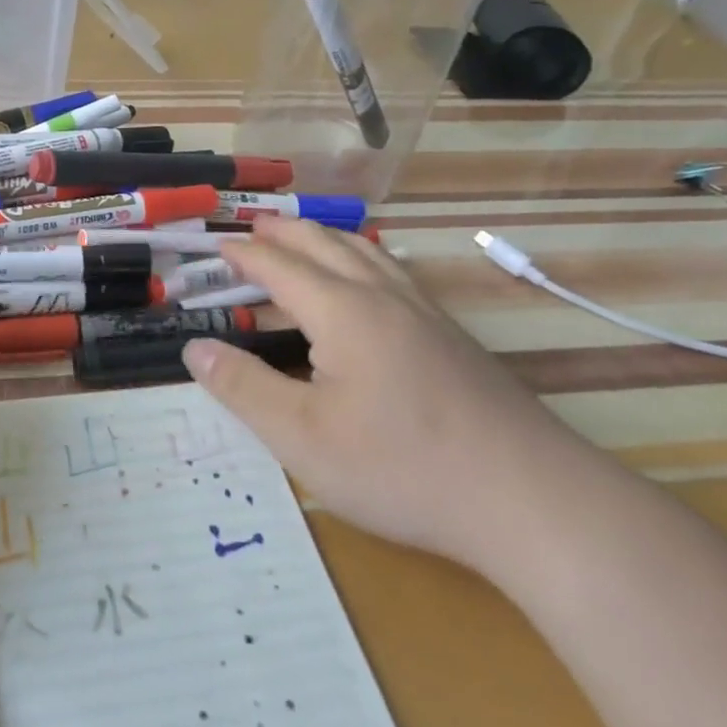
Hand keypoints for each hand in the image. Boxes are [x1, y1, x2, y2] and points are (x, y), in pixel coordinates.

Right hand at [182, 218, 590, 576]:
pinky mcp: (453, 337)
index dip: (243, 254)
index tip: (216, 245)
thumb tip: (195, 349)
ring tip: (304, 238)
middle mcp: (382, 297)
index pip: (279, 266)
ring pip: (366, 253)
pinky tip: (370, 281)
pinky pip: (395, 274)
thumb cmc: (402, 468)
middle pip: (325, 244)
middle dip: (284, 232)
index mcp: (342, 311)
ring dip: (326, 238)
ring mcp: (425, 313)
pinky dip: (363, 258)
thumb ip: (243, 388)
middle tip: (252, 228)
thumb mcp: (303, 438)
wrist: (531, 499)